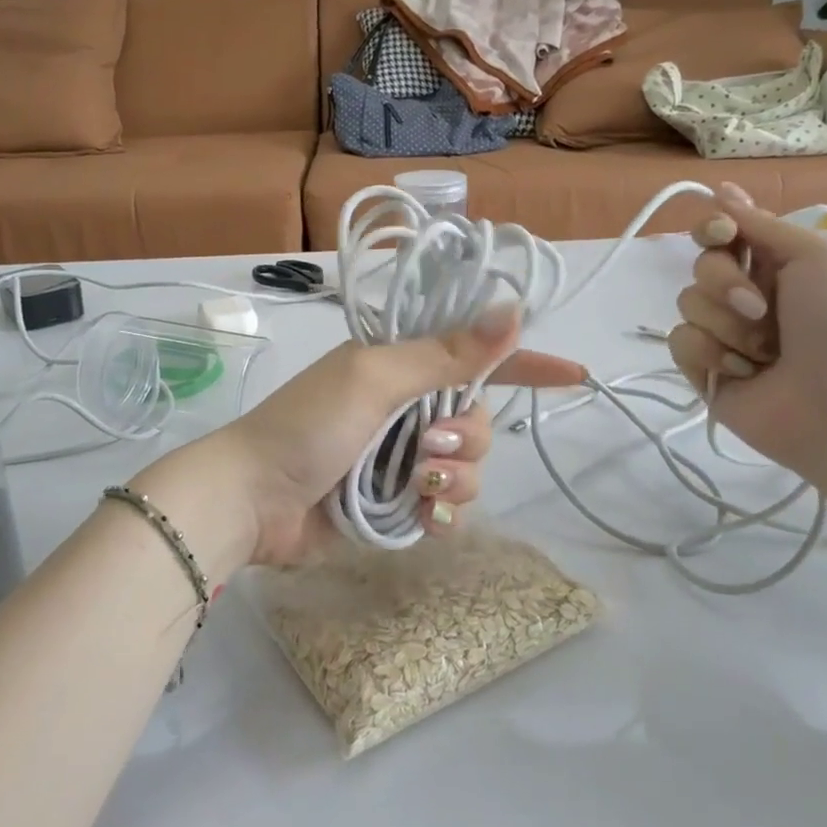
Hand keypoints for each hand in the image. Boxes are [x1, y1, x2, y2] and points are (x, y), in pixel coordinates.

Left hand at [133, 310, 584, 572]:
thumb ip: (445, 353)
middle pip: (478, 418)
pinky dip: (442, 511)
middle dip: (466, 436)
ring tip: (414, 484)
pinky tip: (422, 516)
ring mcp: (401, 457)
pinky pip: (447, 506)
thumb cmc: (308, 425)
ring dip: (452, 476)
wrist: (253, 500)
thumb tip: (512, 310)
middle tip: (426, 445)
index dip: (524, 362)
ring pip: (467, 466)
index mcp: (400, 366)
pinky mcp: (395, 503)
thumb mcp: (375, 378)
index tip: (574, 374)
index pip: (474, 355)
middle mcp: (406, 408)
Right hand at [666, 184, 826, 486]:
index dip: (713, 228)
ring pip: (688, 303)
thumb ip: (762, 224)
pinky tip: (743, 373)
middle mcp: (745, 295)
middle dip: (725, 283)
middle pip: (701, 266)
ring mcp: (723, 333)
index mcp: (775, 265)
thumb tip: (719, 191)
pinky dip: (710, 353)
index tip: (722, 234)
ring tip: (763, 353)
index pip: (722, 233)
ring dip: (726, 325)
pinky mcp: (703, 368)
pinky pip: (679, 341)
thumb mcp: (818, 256)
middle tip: (761, 308)